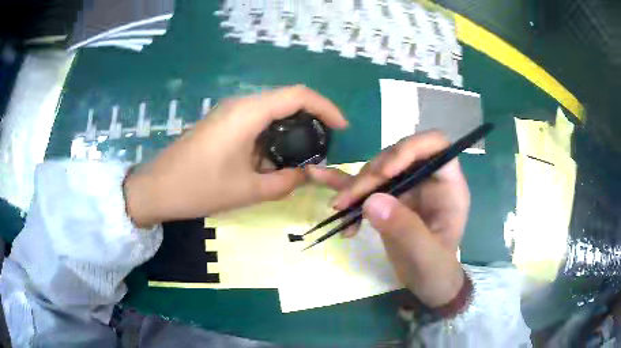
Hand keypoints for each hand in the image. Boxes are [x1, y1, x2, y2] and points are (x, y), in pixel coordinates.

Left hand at [124, 86, 347, 226]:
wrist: (156, 189)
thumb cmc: (199, 188)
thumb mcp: (248, 190)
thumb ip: (285, 182)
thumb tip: (307, 176)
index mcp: (248, 112)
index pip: (298, 95)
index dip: (326, 107)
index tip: (342, 128)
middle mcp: (240, 104)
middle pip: (286, 99)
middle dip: (311, 119)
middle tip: (324, 145)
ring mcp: (228, 112)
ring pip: (271, 111)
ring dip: (290, 129)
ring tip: (302, 156)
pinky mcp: (221, 123)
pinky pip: (255, 121)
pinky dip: (272, 135)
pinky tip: (273, 159)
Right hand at [307, 131, 469, 307]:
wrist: (426, 284)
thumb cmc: (436, 271)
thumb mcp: (426, 256)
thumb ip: (405, 229)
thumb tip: (371, 200)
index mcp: (447, 185)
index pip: (434, 146)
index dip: (409, 149)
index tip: (385, 172)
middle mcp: (427, 179)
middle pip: (397, 156)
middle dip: (371, 175)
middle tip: (349, 202)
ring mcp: (406, 187)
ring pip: (377, 170)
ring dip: (355, 186)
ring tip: (339, 209)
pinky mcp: (388, 198)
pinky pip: (365, 186)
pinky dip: (344, 185)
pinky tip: (318, 176)